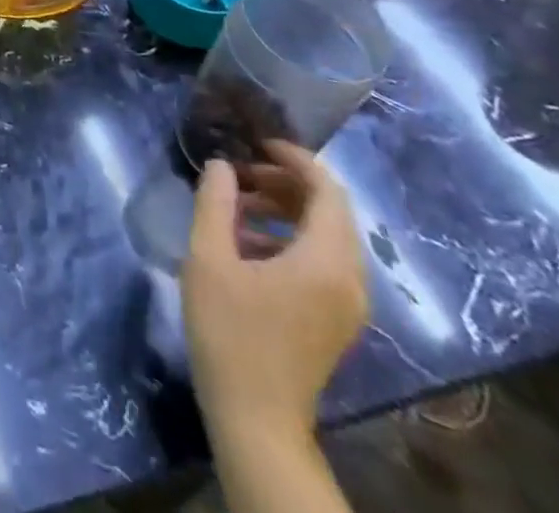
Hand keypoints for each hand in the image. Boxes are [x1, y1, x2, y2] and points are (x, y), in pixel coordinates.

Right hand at [182, 143, 366, 443]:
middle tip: (240, 173)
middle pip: (331, 212)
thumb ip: (214, 203)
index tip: (257, 141)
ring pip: (327, 237)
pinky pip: (323, 261)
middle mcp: (349, 279)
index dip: (295, 158)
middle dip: (286, 182)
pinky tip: (246, 243)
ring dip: (286, 210)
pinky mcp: (335, 319)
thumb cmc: (230, 331)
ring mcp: (346, 304)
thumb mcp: (209, 258)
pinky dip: (291, 238)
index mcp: (325, 261)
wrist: (255, 416)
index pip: (328, 191)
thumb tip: (220, 166)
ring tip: (237, 204)